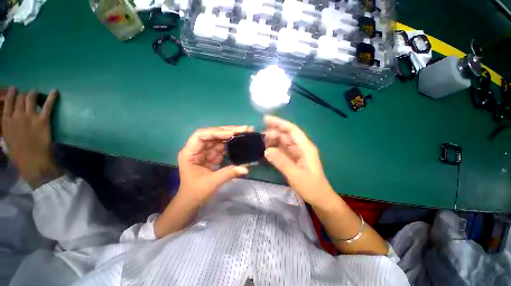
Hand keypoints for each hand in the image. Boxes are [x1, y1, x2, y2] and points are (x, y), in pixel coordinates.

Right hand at [2, 87, 62, 187]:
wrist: (32, 161)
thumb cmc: (18, 154)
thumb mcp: (7, 141)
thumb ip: (7, 131)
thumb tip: (8, 125)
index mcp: (6, 121)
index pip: (8, 103)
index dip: (12, 94)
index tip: (15, 89)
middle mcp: (17, 115)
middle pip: (20, 98)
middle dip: (24, 94)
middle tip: (28, 94)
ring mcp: (30, 116)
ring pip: (31, 98)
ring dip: (33, 93)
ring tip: (36, 92)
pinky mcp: (43, 120)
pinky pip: (48, 105)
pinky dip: (51, 97)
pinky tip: (55, 91)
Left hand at [177, 126, 251, 204]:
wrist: (192, 201)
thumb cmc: (196, 192)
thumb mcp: (211, 183)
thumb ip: (229, 174)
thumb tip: (246, 169)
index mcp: (190, 153)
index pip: (201, 135)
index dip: (216, 132)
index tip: (231, 133)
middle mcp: (197, 149)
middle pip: (212, 134)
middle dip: (228, 131)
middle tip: (244, 128)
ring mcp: (205, 151)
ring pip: (219, 139)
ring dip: (232, 136)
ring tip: (245, 132)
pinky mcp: (212, 155)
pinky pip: (223, 147)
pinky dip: (232, 144)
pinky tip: (241, 141)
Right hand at [263, 115, 334, 205]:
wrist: (319, 198)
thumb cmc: (311, 187)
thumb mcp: (296, 175)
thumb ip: (281, 162)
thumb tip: (266, 150)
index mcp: (305, 147)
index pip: (292, 130)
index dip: (279, 123)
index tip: (266, 119)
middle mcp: (301, 147)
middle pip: (286, 135)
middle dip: (273, 132)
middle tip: (259, 135)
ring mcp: (297, 153)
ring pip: (283, 142)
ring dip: (272, 140)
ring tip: (260, 142)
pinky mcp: (293, 159)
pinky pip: (282, 150)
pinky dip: (274, 148)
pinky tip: (266, 149)